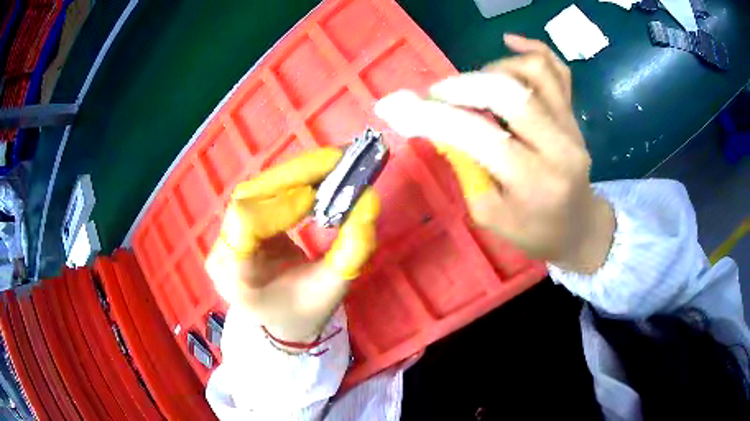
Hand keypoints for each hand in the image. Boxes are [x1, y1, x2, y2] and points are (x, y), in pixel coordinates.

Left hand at [205, 148, 378, 347]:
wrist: (283, 319)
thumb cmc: (305, 310)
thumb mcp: (333, 287)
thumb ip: (353, 248)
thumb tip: (369, 199)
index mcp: (236, 278)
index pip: (246, 224)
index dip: (281, 204)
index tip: (316, 198)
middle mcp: (222, 251)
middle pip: (248, 197)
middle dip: (294, 175)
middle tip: (336, 160)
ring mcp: (226, 234)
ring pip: (255, 189)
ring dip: (295, 173)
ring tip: (331, 165)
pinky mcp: (239, 223)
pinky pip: (262, 193)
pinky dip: (291, 181)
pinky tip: (316, 176)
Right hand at [375, 34, 613, 273]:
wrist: (579, 227)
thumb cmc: (534, 231)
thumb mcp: (489, 214)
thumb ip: (466, 168)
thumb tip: (435, 126)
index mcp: (534, 182)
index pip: (480, 136)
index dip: (436, 117)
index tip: (399, 106)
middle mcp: (559, 146)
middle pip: (510, 93)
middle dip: (463, 86)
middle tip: (437, 94)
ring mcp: (571, 125)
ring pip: (534, 72)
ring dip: (493, 69)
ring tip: (474, 86)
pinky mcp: (574, 114)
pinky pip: (558, 69)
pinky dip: (533, 49)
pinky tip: (510, 42)